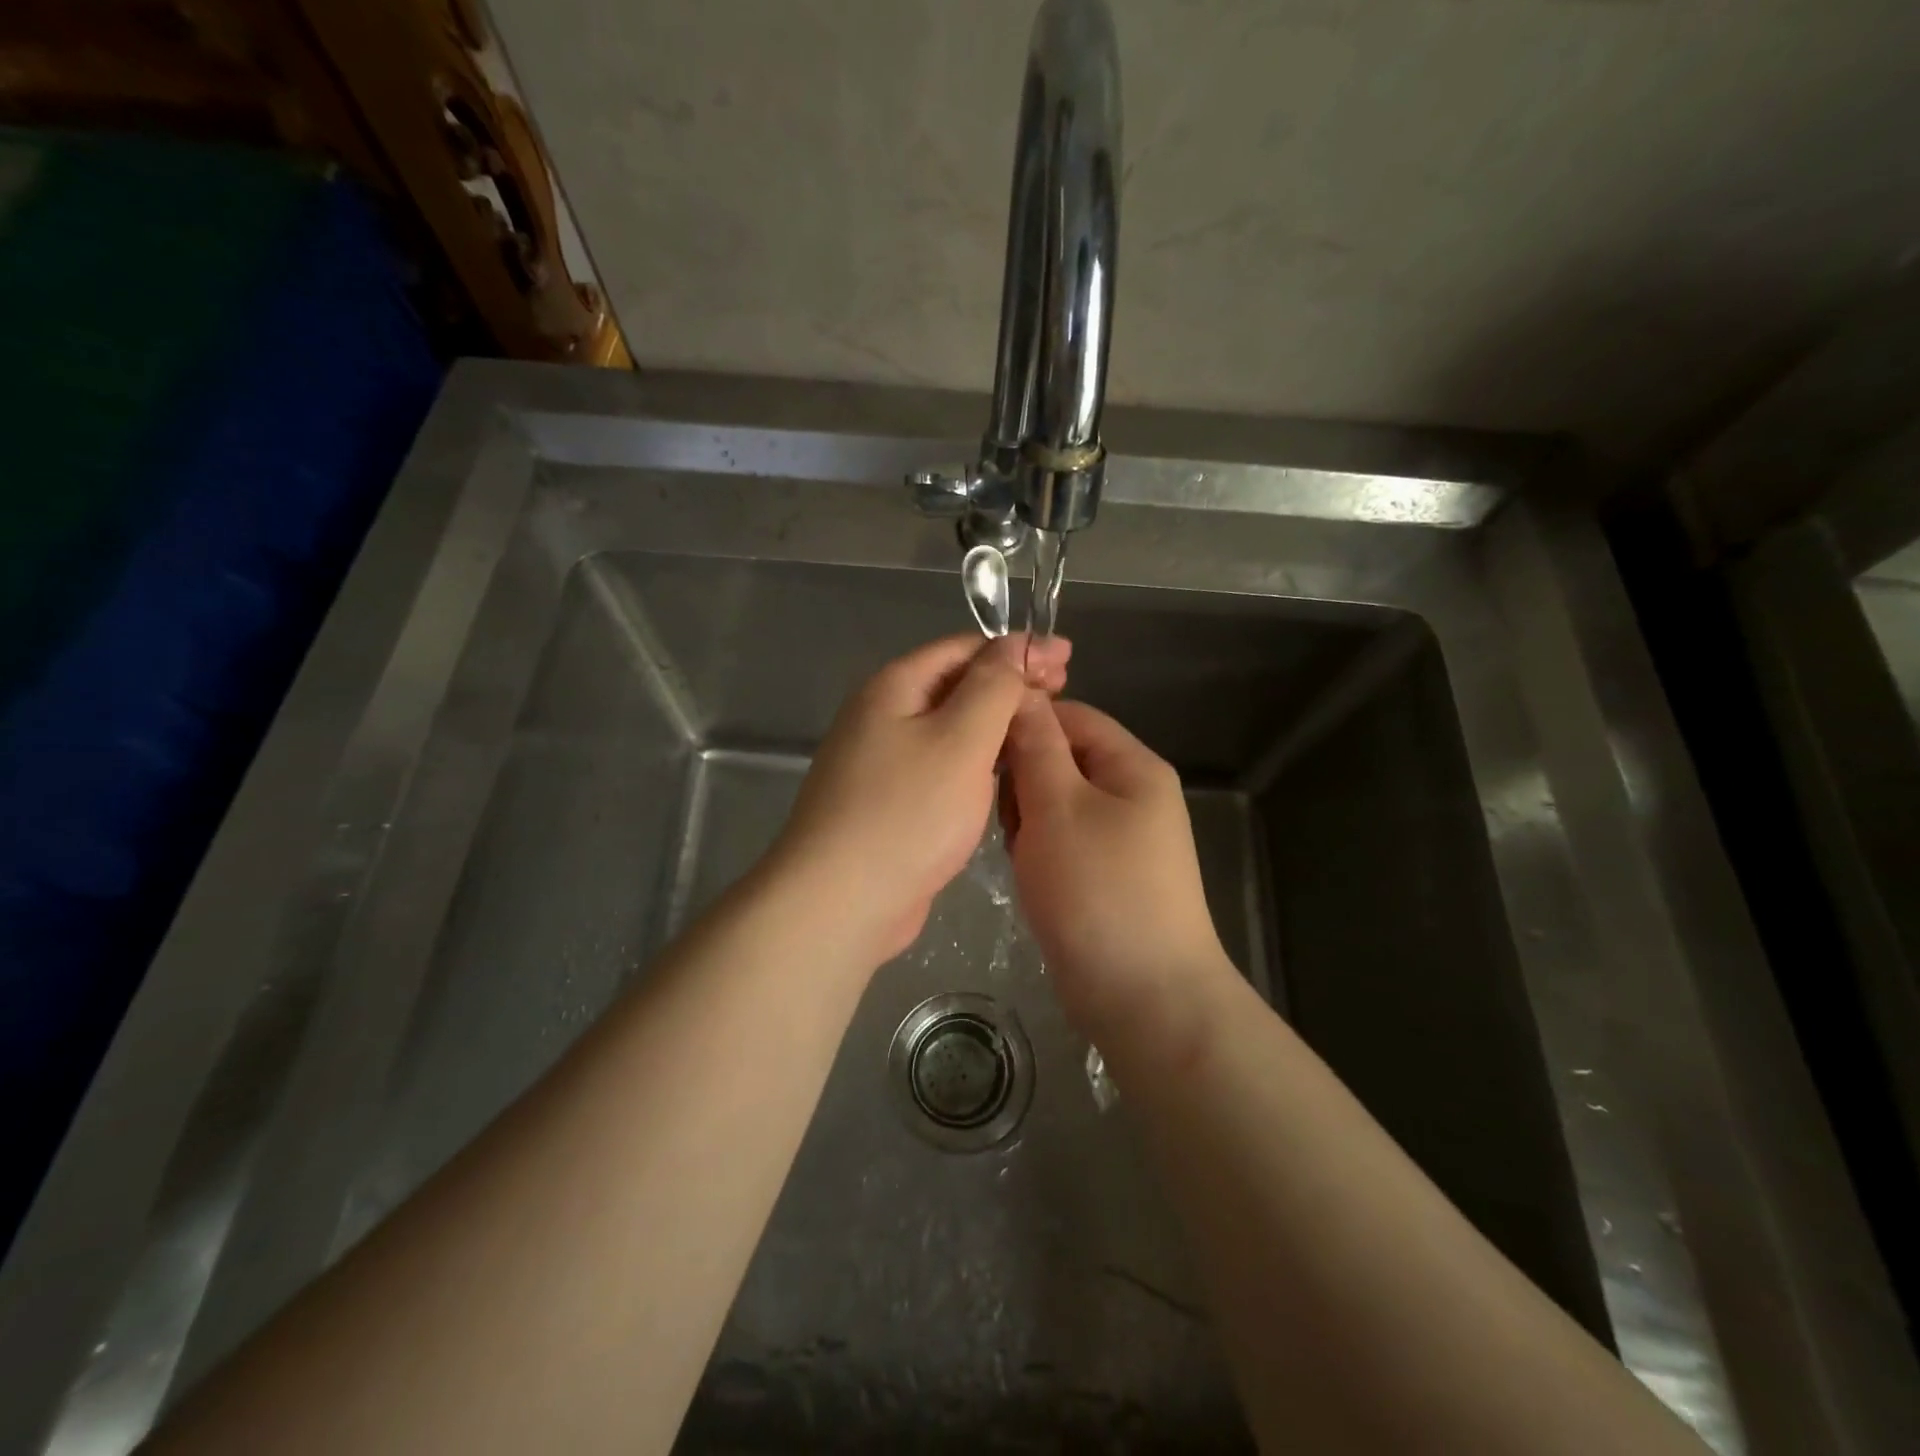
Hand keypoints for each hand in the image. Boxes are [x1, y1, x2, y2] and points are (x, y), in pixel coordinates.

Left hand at [766, 633, 1071, 967]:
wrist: (842, 901)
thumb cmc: (908, 812)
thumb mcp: (961, 738)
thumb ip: (995, 685)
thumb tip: (1017, 644)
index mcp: (895, 687)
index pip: (965, 648)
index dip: (1018, 649)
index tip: (1067, 660)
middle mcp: (882, 715)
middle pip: (956, 685)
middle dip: (1010, 684)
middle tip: (1063, 692)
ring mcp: (882, 761)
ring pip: (950, 729)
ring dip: (995, 724)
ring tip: (1041, 730)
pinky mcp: (890, 802)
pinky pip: (941, 766)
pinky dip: (975, 761)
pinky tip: (1003, 774)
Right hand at [1001, 696, 1231, 1046]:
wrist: (1143, 997)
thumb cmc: (1098, 890)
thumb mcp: (1058, 806)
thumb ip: (1036, 746)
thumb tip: (1020, 693)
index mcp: (1133, 766)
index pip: (1070, 716)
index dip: (1023, 723)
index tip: (980, 749)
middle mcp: (1132, 794)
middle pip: (1062, 759)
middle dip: (1023, 780)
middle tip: (1003, 815)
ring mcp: (1121, 837)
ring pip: (1055, 802)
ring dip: (1027, 819)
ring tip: (1017, 850)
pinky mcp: (1105, 874)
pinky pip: (1061, 840)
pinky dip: (1038, 849)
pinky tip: (1028, 873)